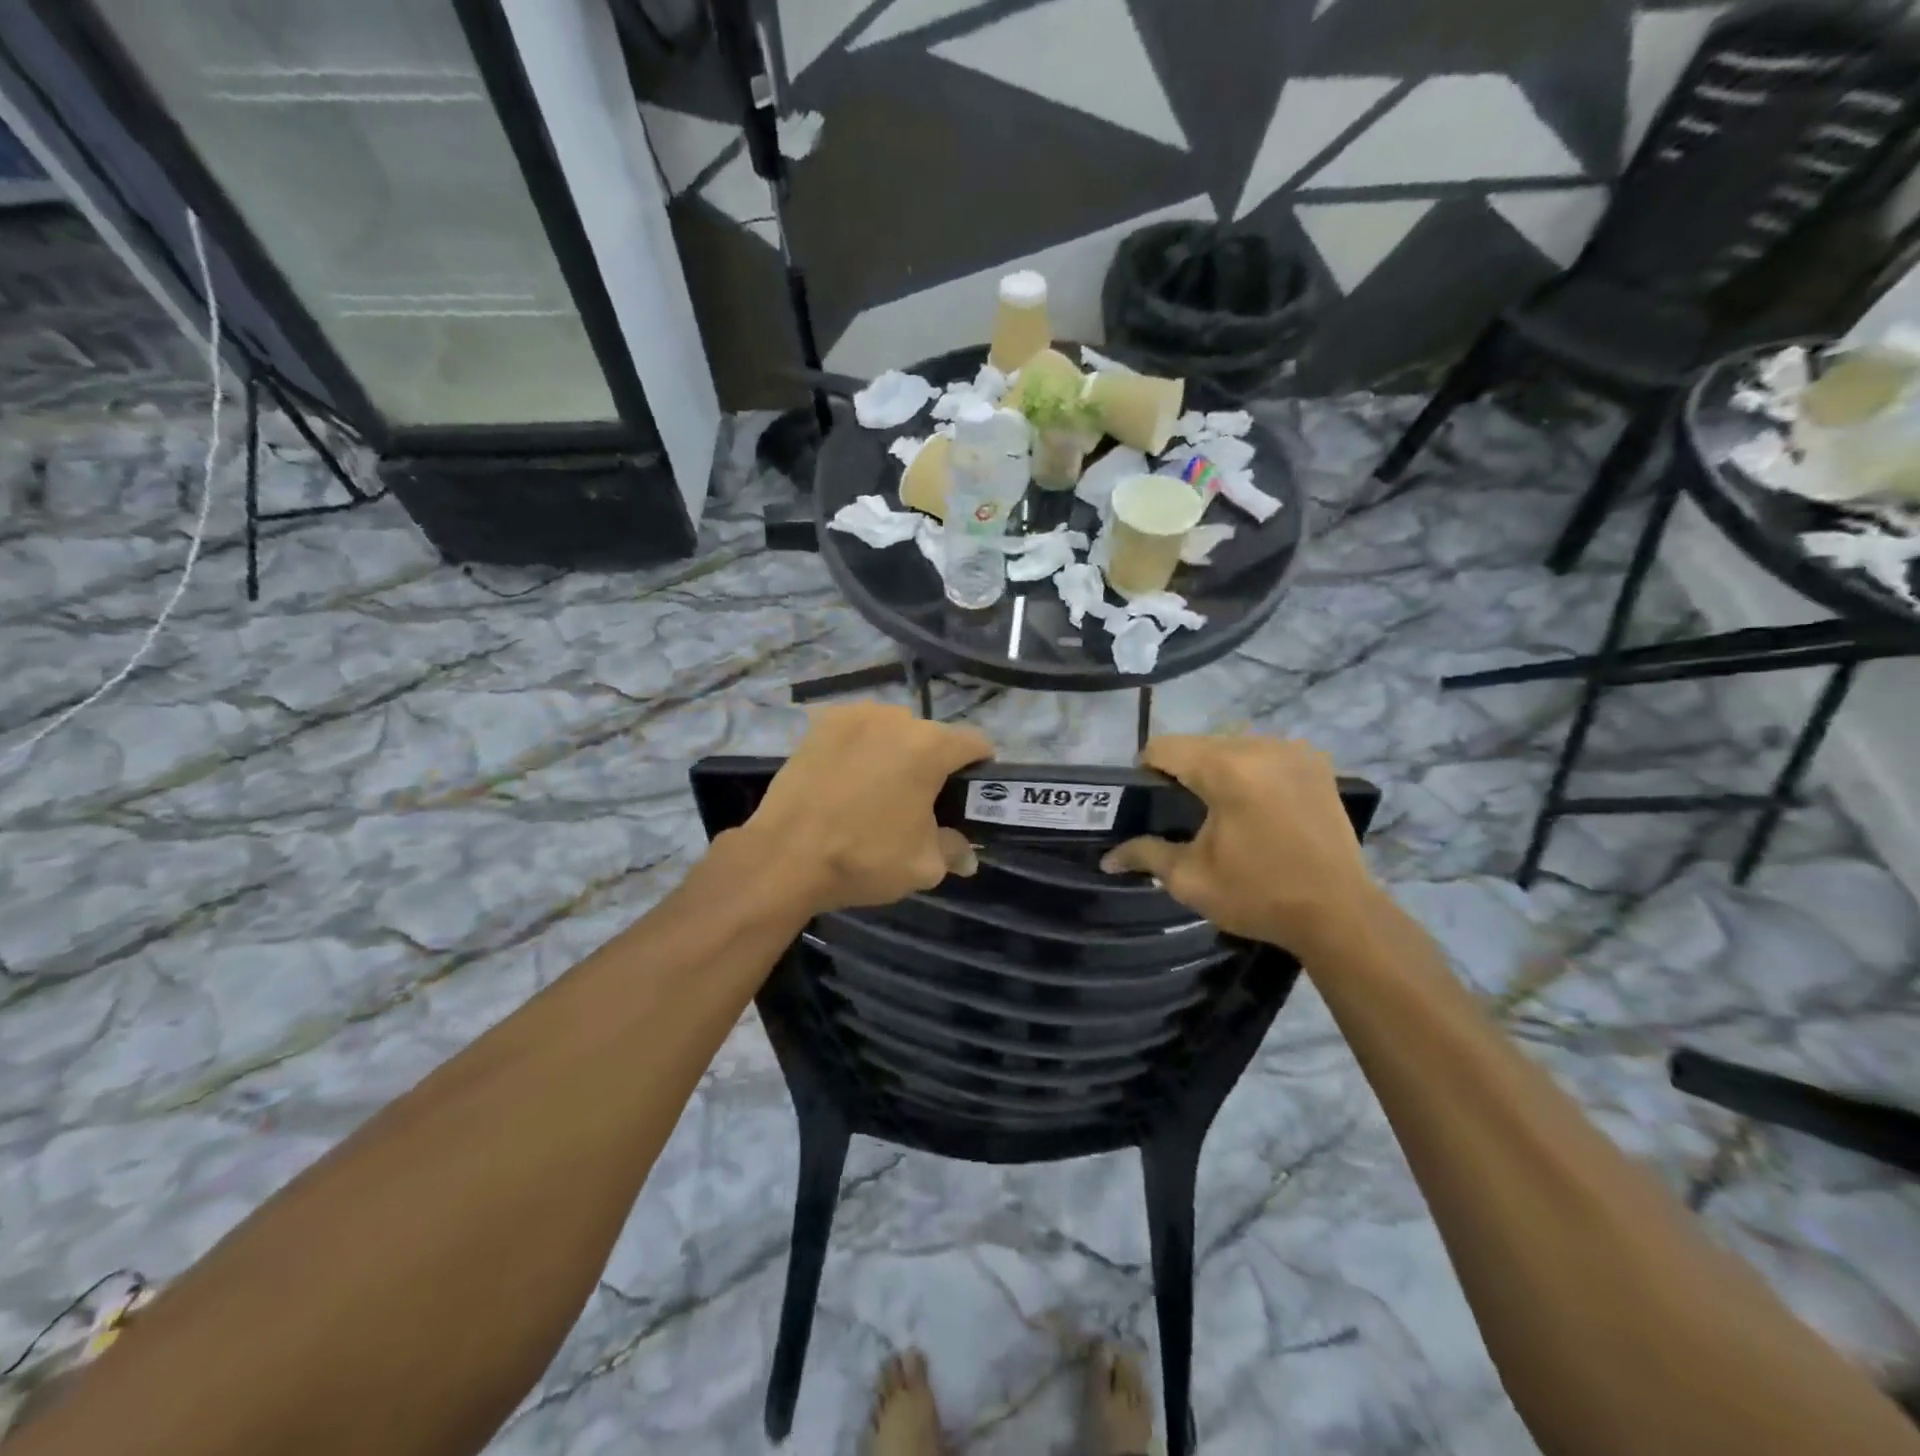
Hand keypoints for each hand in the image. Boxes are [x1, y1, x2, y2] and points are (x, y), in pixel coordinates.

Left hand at [739, 702, 991, 913]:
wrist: (784, 857)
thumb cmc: (864, 858)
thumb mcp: (922, 865)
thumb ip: (953, 851)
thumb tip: (967, 856)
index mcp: (930, 746)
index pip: (975, 743)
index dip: (980, 768)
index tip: (970, 794)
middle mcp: (895, 718)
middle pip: (931, 736)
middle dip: (933, 764)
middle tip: (920, 802)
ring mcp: (855, 716)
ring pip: (892, 730)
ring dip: (896, 752)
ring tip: (878, 789)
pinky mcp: (821, 723)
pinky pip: (857, 731)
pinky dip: (861, 748)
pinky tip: (847, 778)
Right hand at [1100, 735, 1377, 953]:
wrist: (1340, 914)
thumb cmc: (1259, 895)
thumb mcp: (1191, 879)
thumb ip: (1145, 854)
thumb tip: (1107, 858)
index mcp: (1226, 769)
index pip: (1164, 747)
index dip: (1146, 771)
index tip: (1148, 803)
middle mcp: (1261, 746)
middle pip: (1199, 744)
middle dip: (1184, 771)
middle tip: (1181, 813)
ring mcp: (1293, 751)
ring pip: (1232, 746)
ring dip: (1218, 769)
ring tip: (1220, 811)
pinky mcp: (1316, 764)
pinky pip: (1265, 754)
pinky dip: (1251, 771)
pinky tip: (1256, 806)